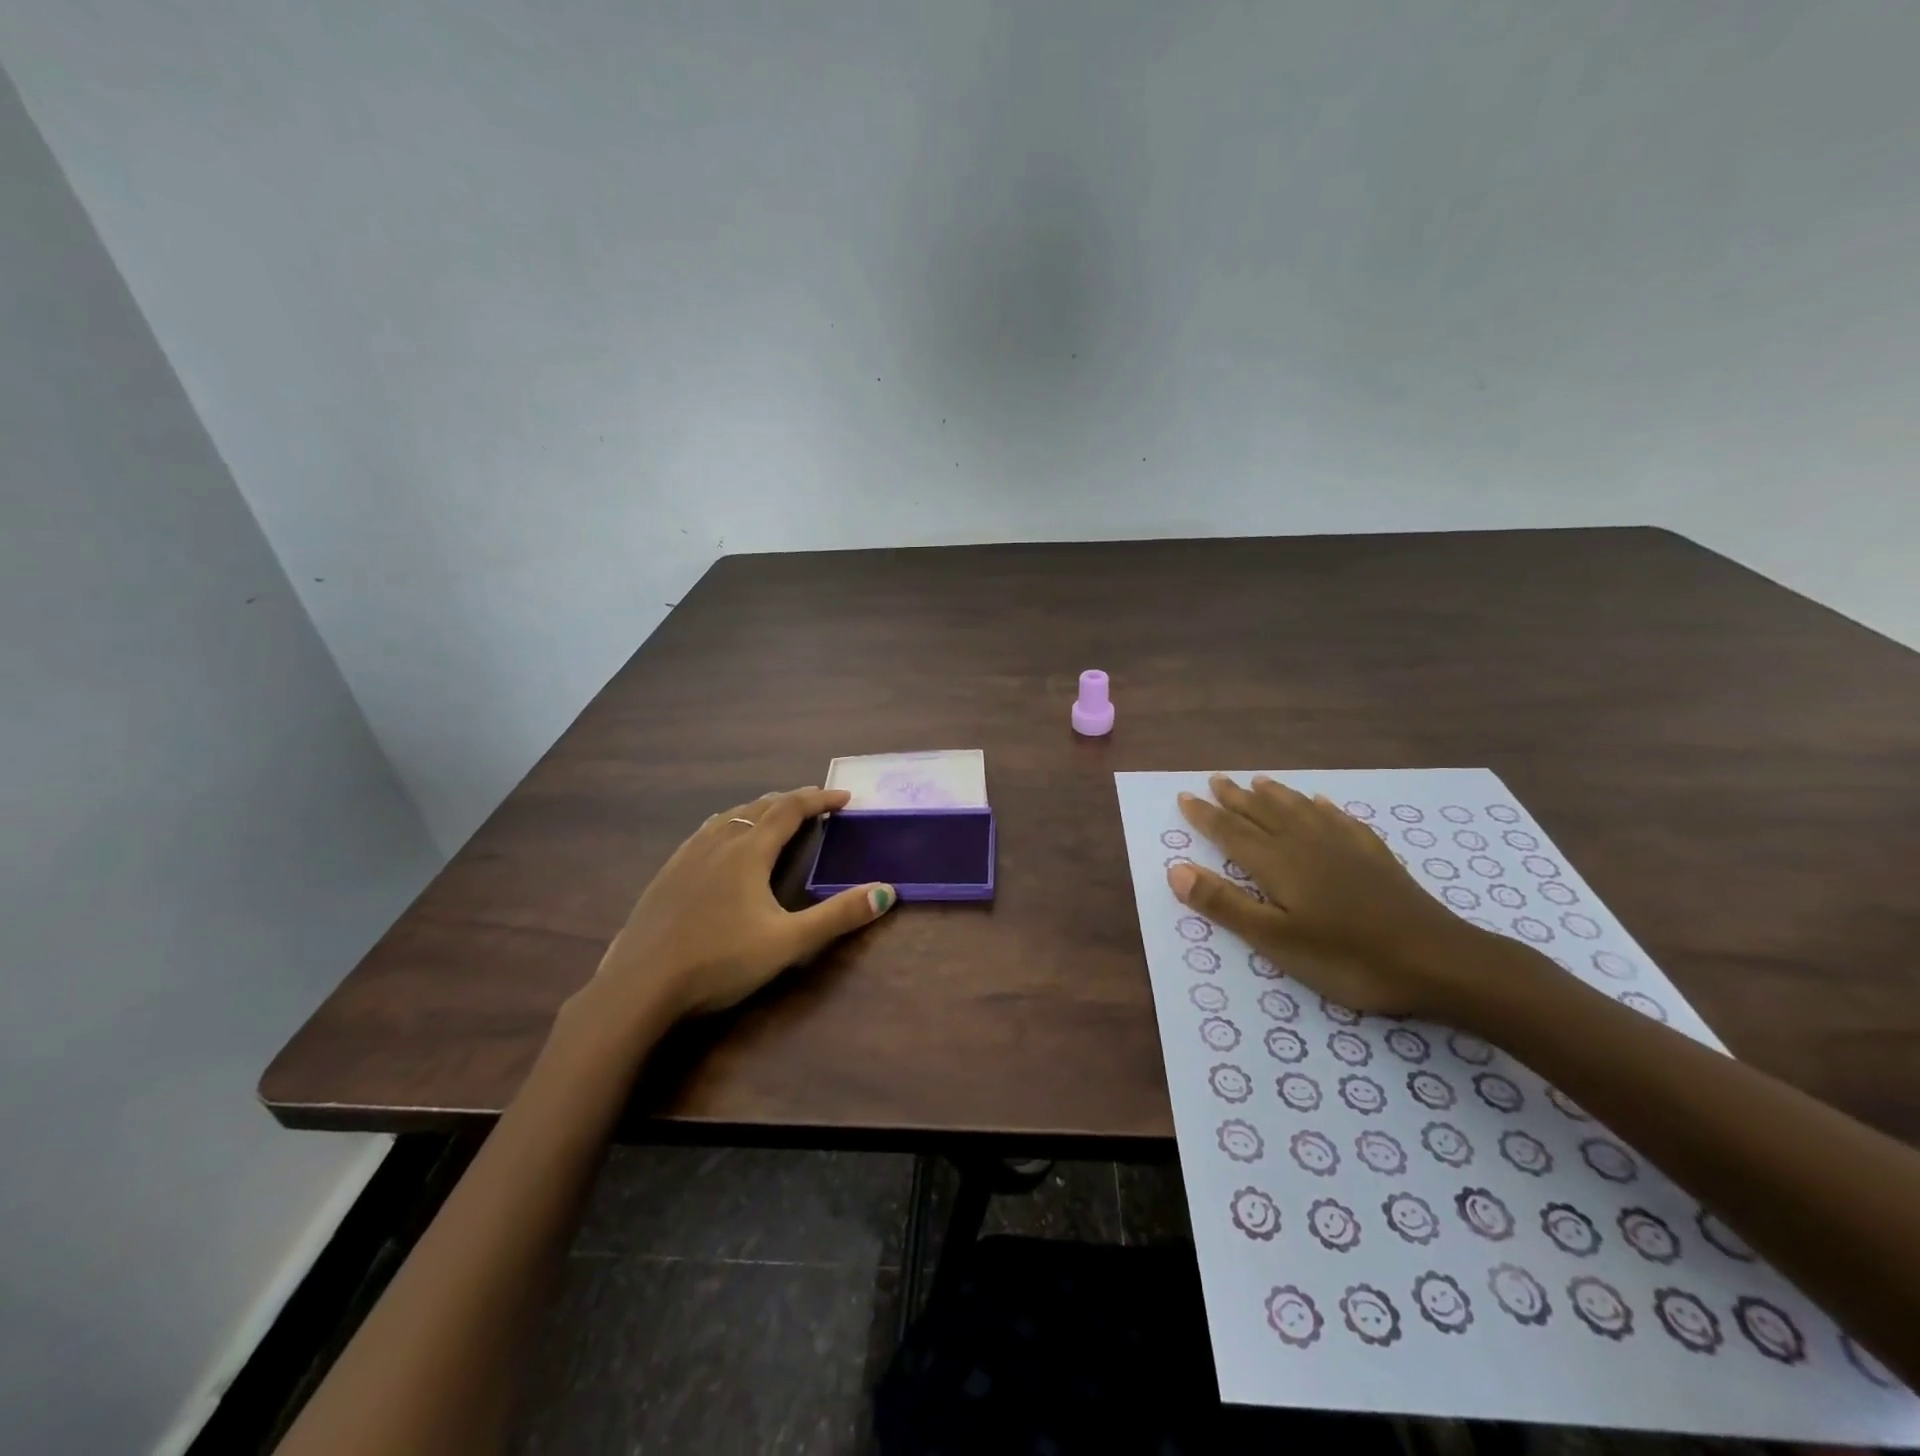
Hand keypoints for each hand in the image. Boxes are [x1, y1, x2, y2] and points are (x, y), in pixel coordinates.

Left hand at [585, 786, 893, 1022]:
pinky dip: (728, 824)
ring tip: (774, 815)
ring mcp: (686, 857)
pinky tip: (721, 843)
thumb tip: (886, 892)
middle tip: (816, 805)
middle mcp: (718, 843)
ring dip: (759, 810)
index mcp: (749, 853)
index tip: (845, 797)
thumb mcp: (788, 943)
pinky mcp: (666, 875)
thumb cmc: (719, 962)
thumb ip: (838, 916)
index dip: (819, 799)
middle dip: (792, 801)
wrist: (639, 987)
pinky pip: (705, 832)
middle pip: (759, 808)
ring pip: (729, 817)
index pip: (790, 810)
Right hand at [1167, 774, 1488, 1018]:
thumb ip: (1225, 904)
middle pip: (1263, 813)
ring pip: (1300, 810)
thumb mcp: (1276, 941)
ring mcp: (1344, 847)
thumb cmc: (1348, 958)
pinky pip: (1340, 820)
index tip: (1184, 796)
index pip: (1231, 832)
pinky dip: (1323, 807)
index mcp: (1278, 864)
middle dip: (1235, 798)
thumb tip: (1175, 869)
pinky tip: (1321, 802)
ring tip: (1259, 781)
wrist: (1438, 960)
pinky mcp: (1375, 856)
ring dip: (1275, 795)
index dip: (1205, 815)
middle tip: (1215, 779)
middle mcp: (1306, 844)